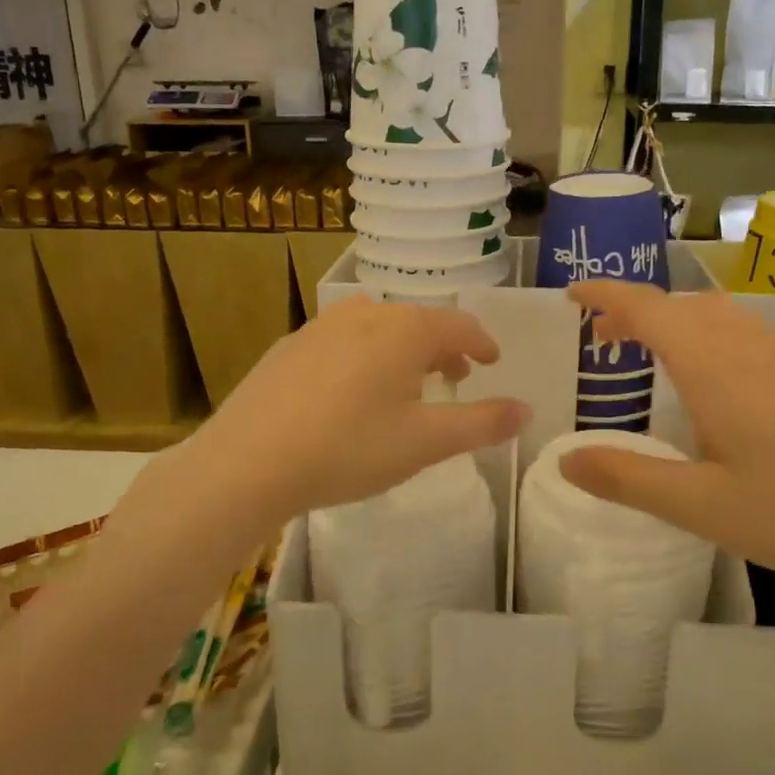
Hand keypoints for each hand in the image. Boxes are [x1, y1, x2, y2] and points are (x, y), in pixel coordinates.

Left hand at [156, 298, 528, 536]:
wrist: (248, 461)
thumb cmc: (349, 448)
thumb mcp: (425, 443)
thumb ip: (481, 423)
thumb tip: (527, 409)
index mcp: (406, 329)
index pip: (459, 325)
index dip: (481, 343)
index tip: (492, 361)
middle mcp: (366, 313)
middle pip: (419, 323)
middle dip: (443, 349)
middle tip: (455, 378)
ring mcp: (322, 326)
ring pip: (379, 329)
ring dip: (403, 351)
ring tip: (407, 385)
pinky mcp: (290, 345)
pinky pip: (344, 341)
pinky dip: (365, 357)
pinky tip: (352, 392)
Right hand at [559, 281, 774, 615]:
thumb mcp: (702, 507)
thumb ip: (628, 480)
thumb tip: (564, 461)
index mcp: (715, 366)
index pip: (647, 307)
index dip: (604, 295)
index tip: (572, 295)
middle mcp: (751, 344)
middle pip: (681, 305)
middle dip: (636, 312)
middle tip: (605, 343)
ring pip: (720, 314)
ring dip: (678, 322)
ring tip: (658, 358)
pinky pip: (751, 332)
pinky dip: (714, 336)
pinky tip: (724, 385)